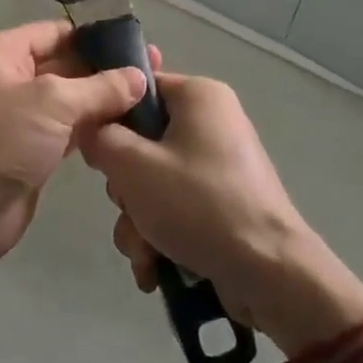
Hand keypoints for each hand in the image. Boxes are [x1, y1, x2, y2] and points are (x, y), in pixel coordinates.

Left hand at [0, 19, 153, 265]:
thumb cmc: (1, 141)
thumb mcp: (53, 103)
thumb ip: (100, 87)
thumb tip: (140, 77)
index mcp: (3, 53)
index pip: (56, 31)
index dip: (95, 36)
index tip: (138, 42)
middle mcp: (11, 78)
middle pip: (66, 63)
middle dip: (106, 68)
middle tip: (155, 70)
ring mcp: (22, 115)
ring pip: (71, 98)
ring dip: (105, 99)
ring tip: (151, 96)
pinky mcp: (34, 148)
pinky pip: (70, 127)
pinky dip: (95, 126)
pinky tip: (130, 126)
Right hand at [81, 73, 362, 350]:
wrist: (269, 273)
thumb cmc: (199, 204)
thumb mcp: (133, 166)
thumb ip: (100, 138)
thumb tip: (92, 130)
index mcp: (200, 96)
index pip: (139, 89)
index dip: (110, 119)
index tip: (98, 153)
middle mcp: (212, 122)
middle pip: (143, 141)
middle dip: (126, 187)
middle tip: (129, 205)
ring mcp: (219, 165)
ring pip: (154, 181)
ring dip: (138, 220)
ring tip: (144, 252)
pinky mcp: (222, 203)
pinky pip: (176, 207)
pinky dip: (160, 235)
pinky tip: (155, 268)